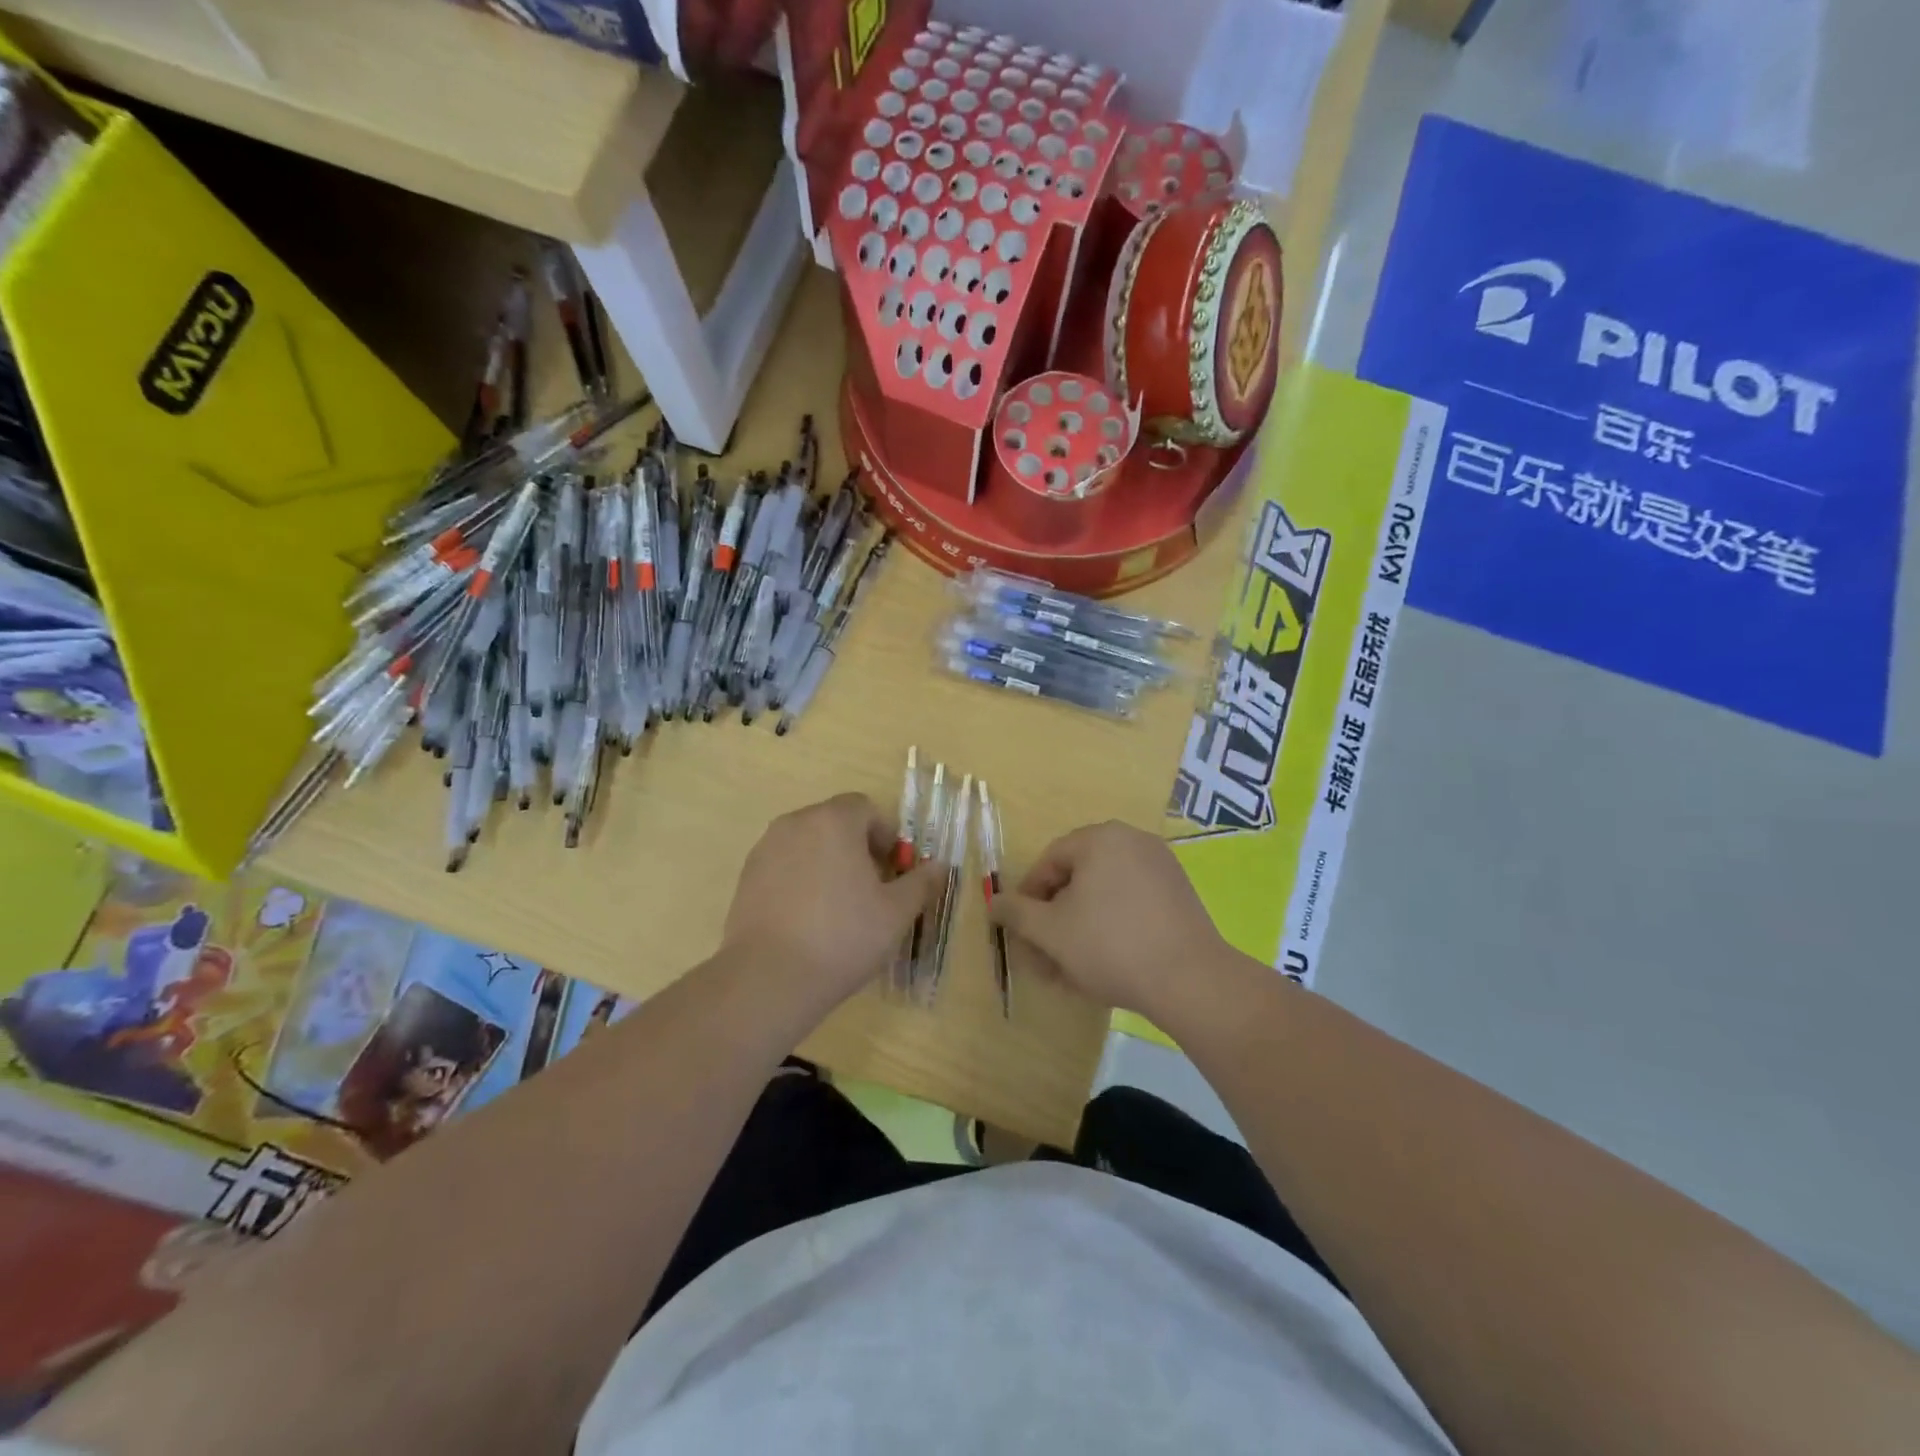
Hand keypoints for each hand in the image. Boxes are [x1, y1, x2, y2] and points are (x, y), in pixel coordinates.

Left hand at [721, 794, 932, 1008]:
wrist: (769, 978)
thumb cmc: (843, 936)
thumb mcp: (897, 913)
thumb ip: (921, 882)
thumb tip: (939, 866)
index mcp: (833, 821)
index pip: (865, 808)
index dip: (885, 836)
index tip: (893, 873)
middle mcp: (796, 823)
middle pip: (835, 823)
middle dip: (858, 849)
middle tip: (872, 892)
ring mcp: (765, 849)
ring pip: (808, 845)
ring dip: (829, 864)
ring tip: (839, 910)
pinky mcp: (746, 878)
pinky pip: (785, 867)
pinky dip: (801, 881)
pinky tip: (808, 921)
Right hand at [991, 821, 1229, 1018]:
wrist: (1190, 979)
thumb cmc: (1109, 945)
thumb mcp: (1050, 931)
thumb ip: (1016, 913)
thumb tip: (994, 902)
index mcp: (1101, 838)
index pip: (1050, 861)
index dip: (1029, 897)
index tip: (1022, 931)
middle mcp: (1133, 841)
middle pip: (1079, 878)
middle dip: (1055, 919)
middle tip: (1043, 955)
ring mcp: (1161, 867)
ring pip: (1104, 895)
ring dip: (1080, 928)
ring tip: (1070, 970)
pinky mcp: (1180, 894)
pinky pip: (1132, 904)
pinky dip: (1112, 927)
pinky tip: (1105, 965)